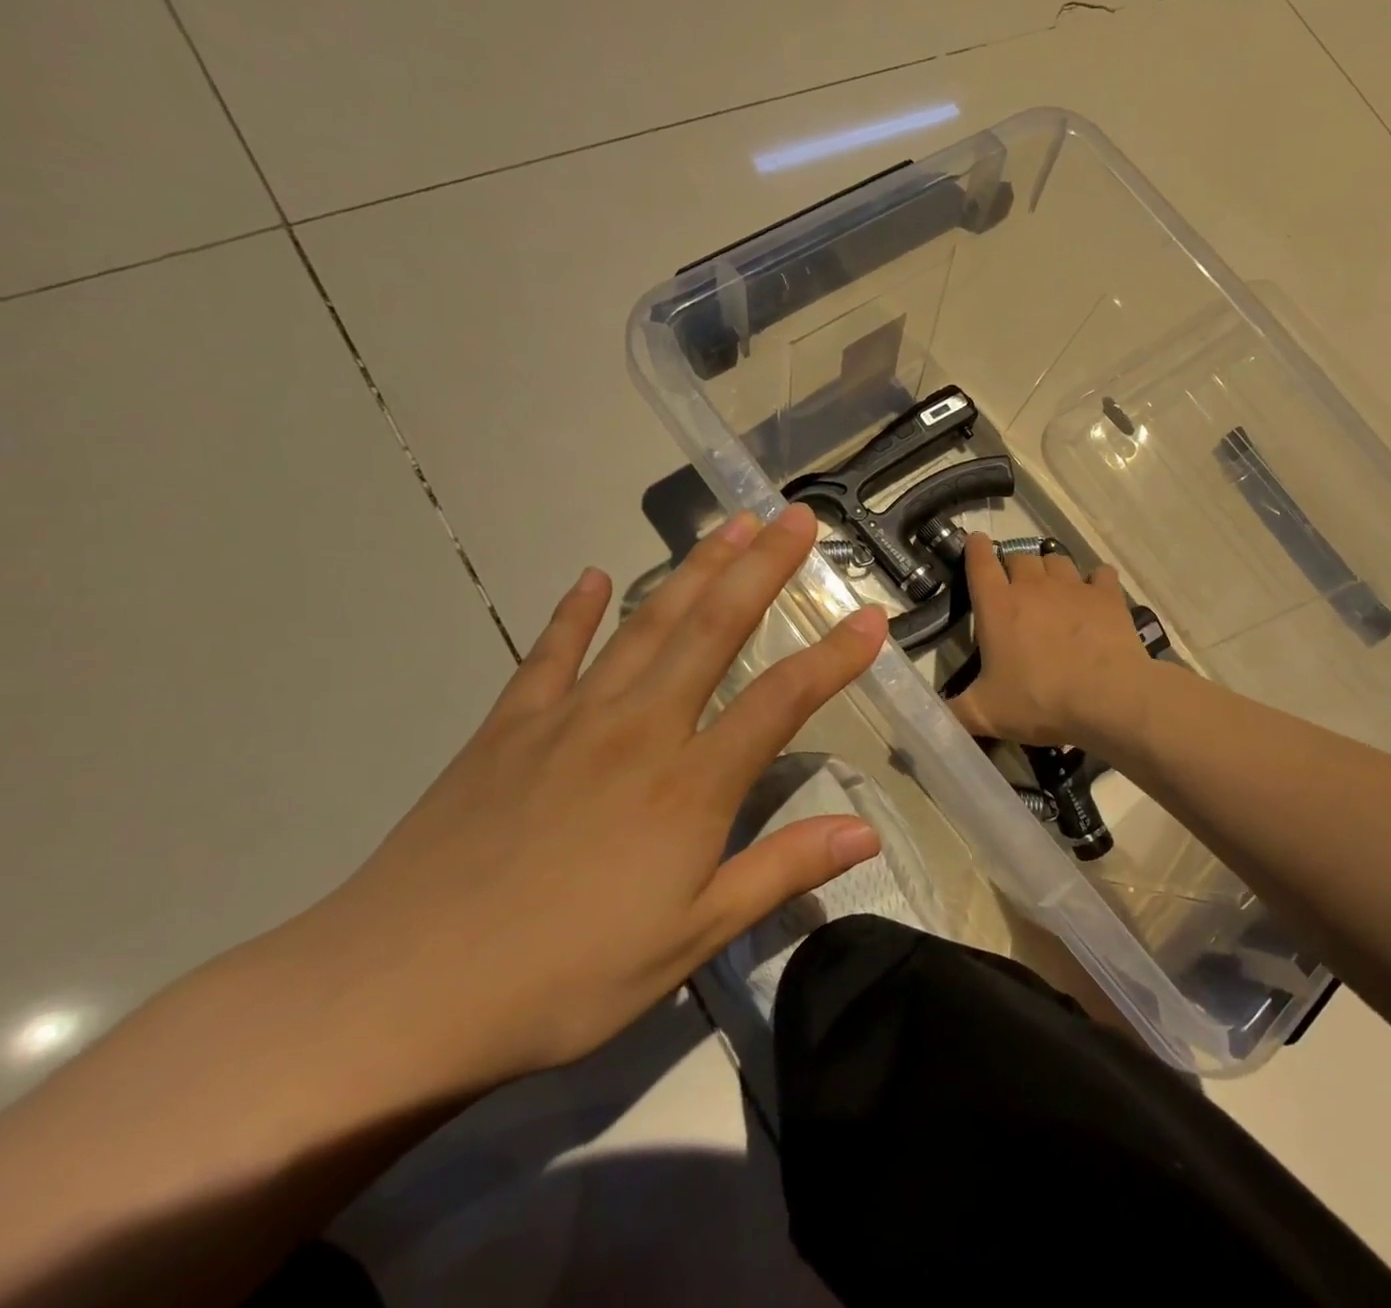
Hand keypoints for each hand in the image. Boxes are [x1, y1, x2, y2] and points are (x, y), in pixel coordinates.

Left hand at [302, 505, 886, 1088]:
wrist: (396, 996)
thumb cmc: (566, 975)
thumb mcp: (693, 938)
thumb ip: (782, 871)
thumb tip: (868, 835)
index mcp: (690, 782)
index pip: (783, 699)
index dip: (835, 655)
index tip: (872, 617)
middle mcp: (638, 728)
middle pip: (714, 628)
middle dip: (762, 567)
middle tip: (795, 517)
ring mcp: (569, 718)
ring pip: (646, 624)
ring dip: (693, 569)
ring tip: (729, 526)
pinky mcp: (507, 728)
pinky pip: (550, 653)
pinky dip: (574, 611)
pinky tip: (591, 576)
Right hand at [946, 532, 1151, 747]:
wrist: (1107, 700)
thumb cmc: (1039, 702)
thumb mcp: (985, 715)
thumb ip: (952, 712)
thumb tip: (927, 716)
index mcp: (997, 606)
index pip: (980, 562)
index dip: (976, 548)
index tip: (976, 542)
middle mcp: (1033, 586)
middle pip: (1020, 557)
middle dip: (1014, 568)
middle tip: (1016, 592)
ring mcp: (1073, 587)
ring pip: (1057, 560)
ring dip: (1050, 571)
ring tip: (1053, 592)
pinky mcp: (1107, 595)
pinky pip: (1099, 574)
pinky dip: (1095, 582)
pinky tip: (1094, 598)